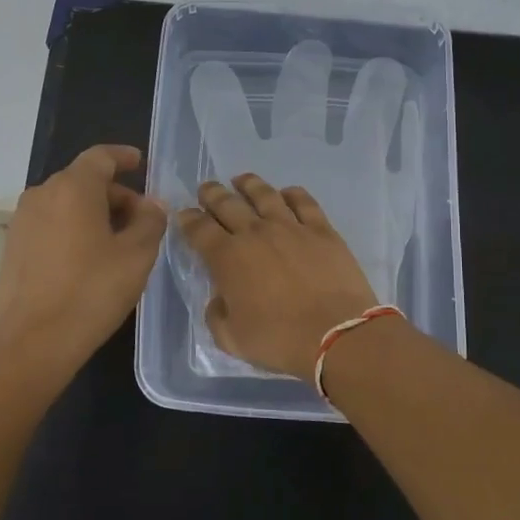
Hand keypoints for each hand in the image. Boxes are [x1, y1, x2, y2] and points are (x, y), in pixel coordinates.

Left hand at [0, 144, 167, 366]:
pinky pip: (50, 224)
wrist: (30, 342)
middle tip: (142, 220)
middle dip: (115, 194)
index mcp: (73, 188)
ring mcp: (22, 221)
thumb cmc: (90, 292)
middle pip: (83, 181)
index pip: (101, 157)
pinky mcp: (12, 247)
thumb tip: (151, 205)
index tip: (141, 163)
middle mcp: (42, 194)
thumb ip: (150, 222)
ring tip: (118, 243)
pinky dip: (73, 229)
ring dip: (94, 213)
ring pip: (65, 204)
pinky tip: (89, 260)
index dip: (123, 157)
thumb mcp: (136, 256)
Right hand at [176, 174, 378, 378]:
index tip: (184, 214)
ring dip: (248, 185)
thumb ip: (217, 314)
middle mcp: (255, 233)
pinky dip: (292, 194)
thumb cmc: (279, 340)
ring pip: (264, 195)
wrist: (335, 334)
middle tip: (206, 188)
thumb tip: (219, 298)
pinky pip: (303, 202)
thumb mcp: (231, 339)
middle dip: (212, 194)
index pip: (199, 229)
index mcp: (227, 258)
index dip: (188, 219)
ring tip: (241, 180)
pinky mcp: (321, 230)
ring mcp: (290, 227)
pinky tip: (287, 193)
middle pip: (227, 204)